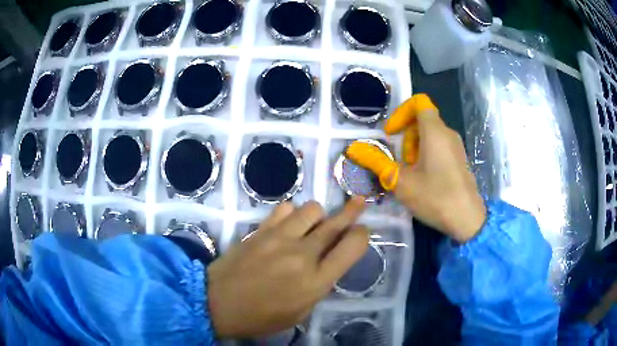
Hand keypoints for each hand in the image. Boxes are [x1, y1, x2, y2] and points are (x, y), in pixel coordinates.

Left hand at [207, 197, 368, 337]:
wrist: (218, 302)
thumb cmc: (261, 316)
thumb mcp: (300, 312)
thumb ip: (318, 286)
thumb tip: (328, 262)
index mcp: (316, 281)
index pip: (352, 247)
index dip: (362, 235)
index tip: (361, 233)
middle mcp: (302, 255)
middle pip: (335, 223)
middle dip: (352, 211)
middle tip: (359, 202)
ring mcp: (279, 238)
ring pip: (312, 209)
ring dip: (318, 215)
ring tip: (315, 224)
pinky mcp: (261, 229)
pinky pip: (285, 208)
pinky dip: (293, 213)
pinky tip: (289, 223)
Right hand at [346, 94, 485, 242]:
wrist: (467, 220)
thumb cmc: (435, 197)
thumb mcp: (401, 182)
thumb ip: (377, 162)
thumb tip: (354, 149)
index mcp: (435, 132)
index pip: (419, 102)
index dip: (401, 112)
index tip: (392, 134)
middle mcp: (448, 133)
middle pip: (423, 119)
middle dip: (406, 136)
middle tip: (401, 161)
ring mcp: (456, 146)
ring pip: (431, 134)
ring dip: (415, 147)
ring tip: (412, 173)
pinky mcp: (460, 159)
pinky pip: (440, 145)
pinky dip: (427, 154)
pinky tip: (425, 178)